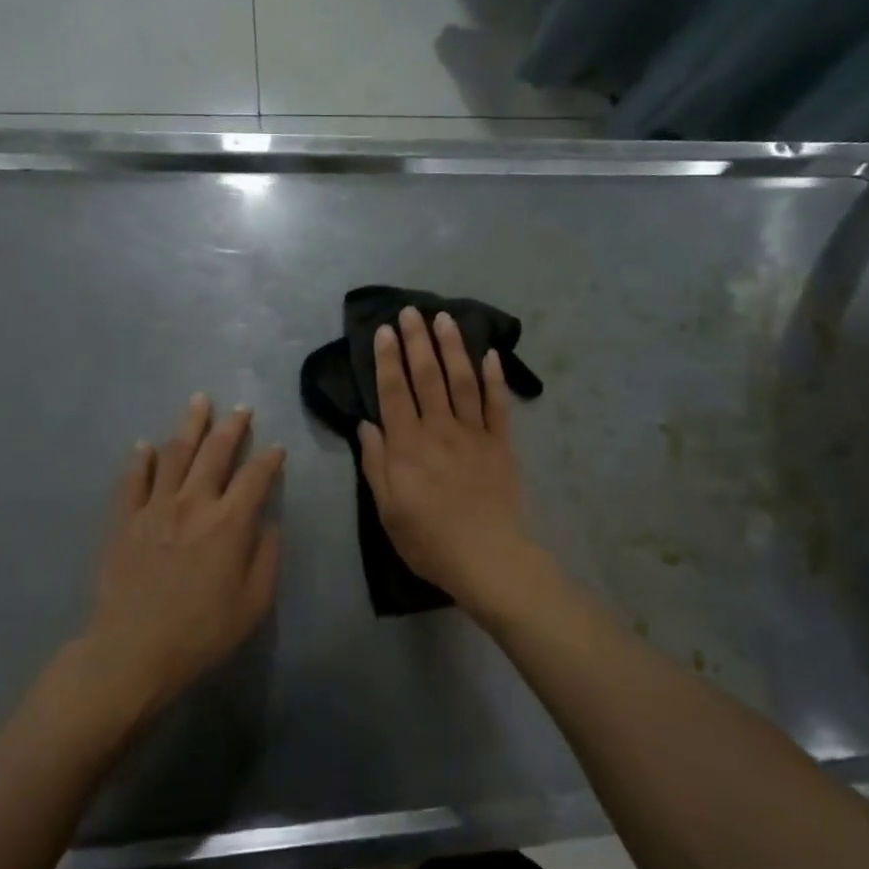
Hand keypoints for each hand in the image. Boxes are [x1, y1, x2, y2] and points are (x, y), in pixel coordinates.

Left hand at [81, 394, 283, 720]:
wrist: (133, 650)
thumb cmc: (202, 631)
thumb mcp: (254, 602)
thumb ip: (266, 557)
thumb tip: (267, 522)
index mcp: (230, 523)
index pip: (256, 477)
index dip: (270, 459)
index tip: (277, 447)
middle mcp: (194, 503)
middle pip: (215, 453)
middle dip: (231, 427)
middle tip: (240, 408)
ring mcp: (155, 507)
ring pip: (174, 454)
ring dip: (189, 426)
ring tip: (198, 402)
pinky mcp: (124, 520)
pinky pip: (132, 480)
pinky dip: (140, 458)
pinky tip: (145, 444)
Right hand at [358, 306, 538, 610]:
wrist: (487, 558)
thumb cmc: (429, 540)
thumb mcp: (388, 509)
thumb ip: (376, 464)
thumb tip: (367, 424)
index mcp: (407, 445)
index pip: (394, 391)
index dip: (387, 359)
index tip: (383, 331)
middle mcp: (439, 429)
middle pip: (427, 376)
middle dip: (417, 341)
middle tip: (411, 310)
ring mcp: (474, 434)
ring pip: (462, 380)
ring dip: (452, 347)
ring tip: (444, 318)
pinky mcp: (501, 444)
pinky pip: (498, 405)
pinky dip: (495, 378)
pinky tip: (490, 354)